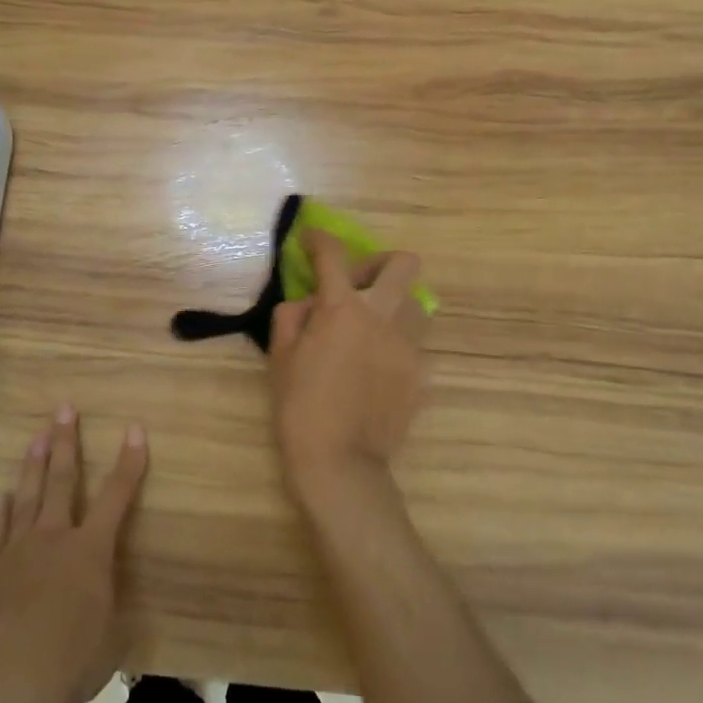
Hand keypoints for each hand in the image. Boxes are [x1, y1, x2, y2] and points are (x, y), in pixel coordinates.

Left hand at [0, 408, 148, 702]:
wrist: (2, 683)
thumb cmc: (68, 663)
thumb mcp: (110, 641)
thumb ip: (110, 613)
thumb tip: (112, 606)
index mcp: (91, 550)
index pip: (117, 496)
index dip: (129, 462)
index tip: (134, 429)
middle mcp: (53, 537)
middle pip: (61, 479)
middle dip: (66, 441)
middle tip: (64, 409)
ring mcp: (15, 550)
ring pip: (25, 496)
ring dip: (32, 464)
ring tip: (36, 436)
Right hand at [269, 229, 427, 506]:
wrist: (341, 462)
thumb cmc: (300, 407)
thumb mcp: (280, 357)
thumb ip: (292, 316)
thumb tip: (309, 303)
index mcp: (342, 308)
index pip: (333, 254)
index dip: (319, 240)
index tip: (311, 241)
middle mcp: (382, 316)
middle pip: (403, 263)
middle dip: (379, 263)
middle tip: (358, 284)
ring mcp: (408, 344)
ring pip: (415, 302)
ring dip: (392, 303)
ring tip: (370, 327)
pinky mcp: (421, 371)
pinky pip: (413, 342)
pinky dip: (394, 342)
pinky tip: (375, 366)